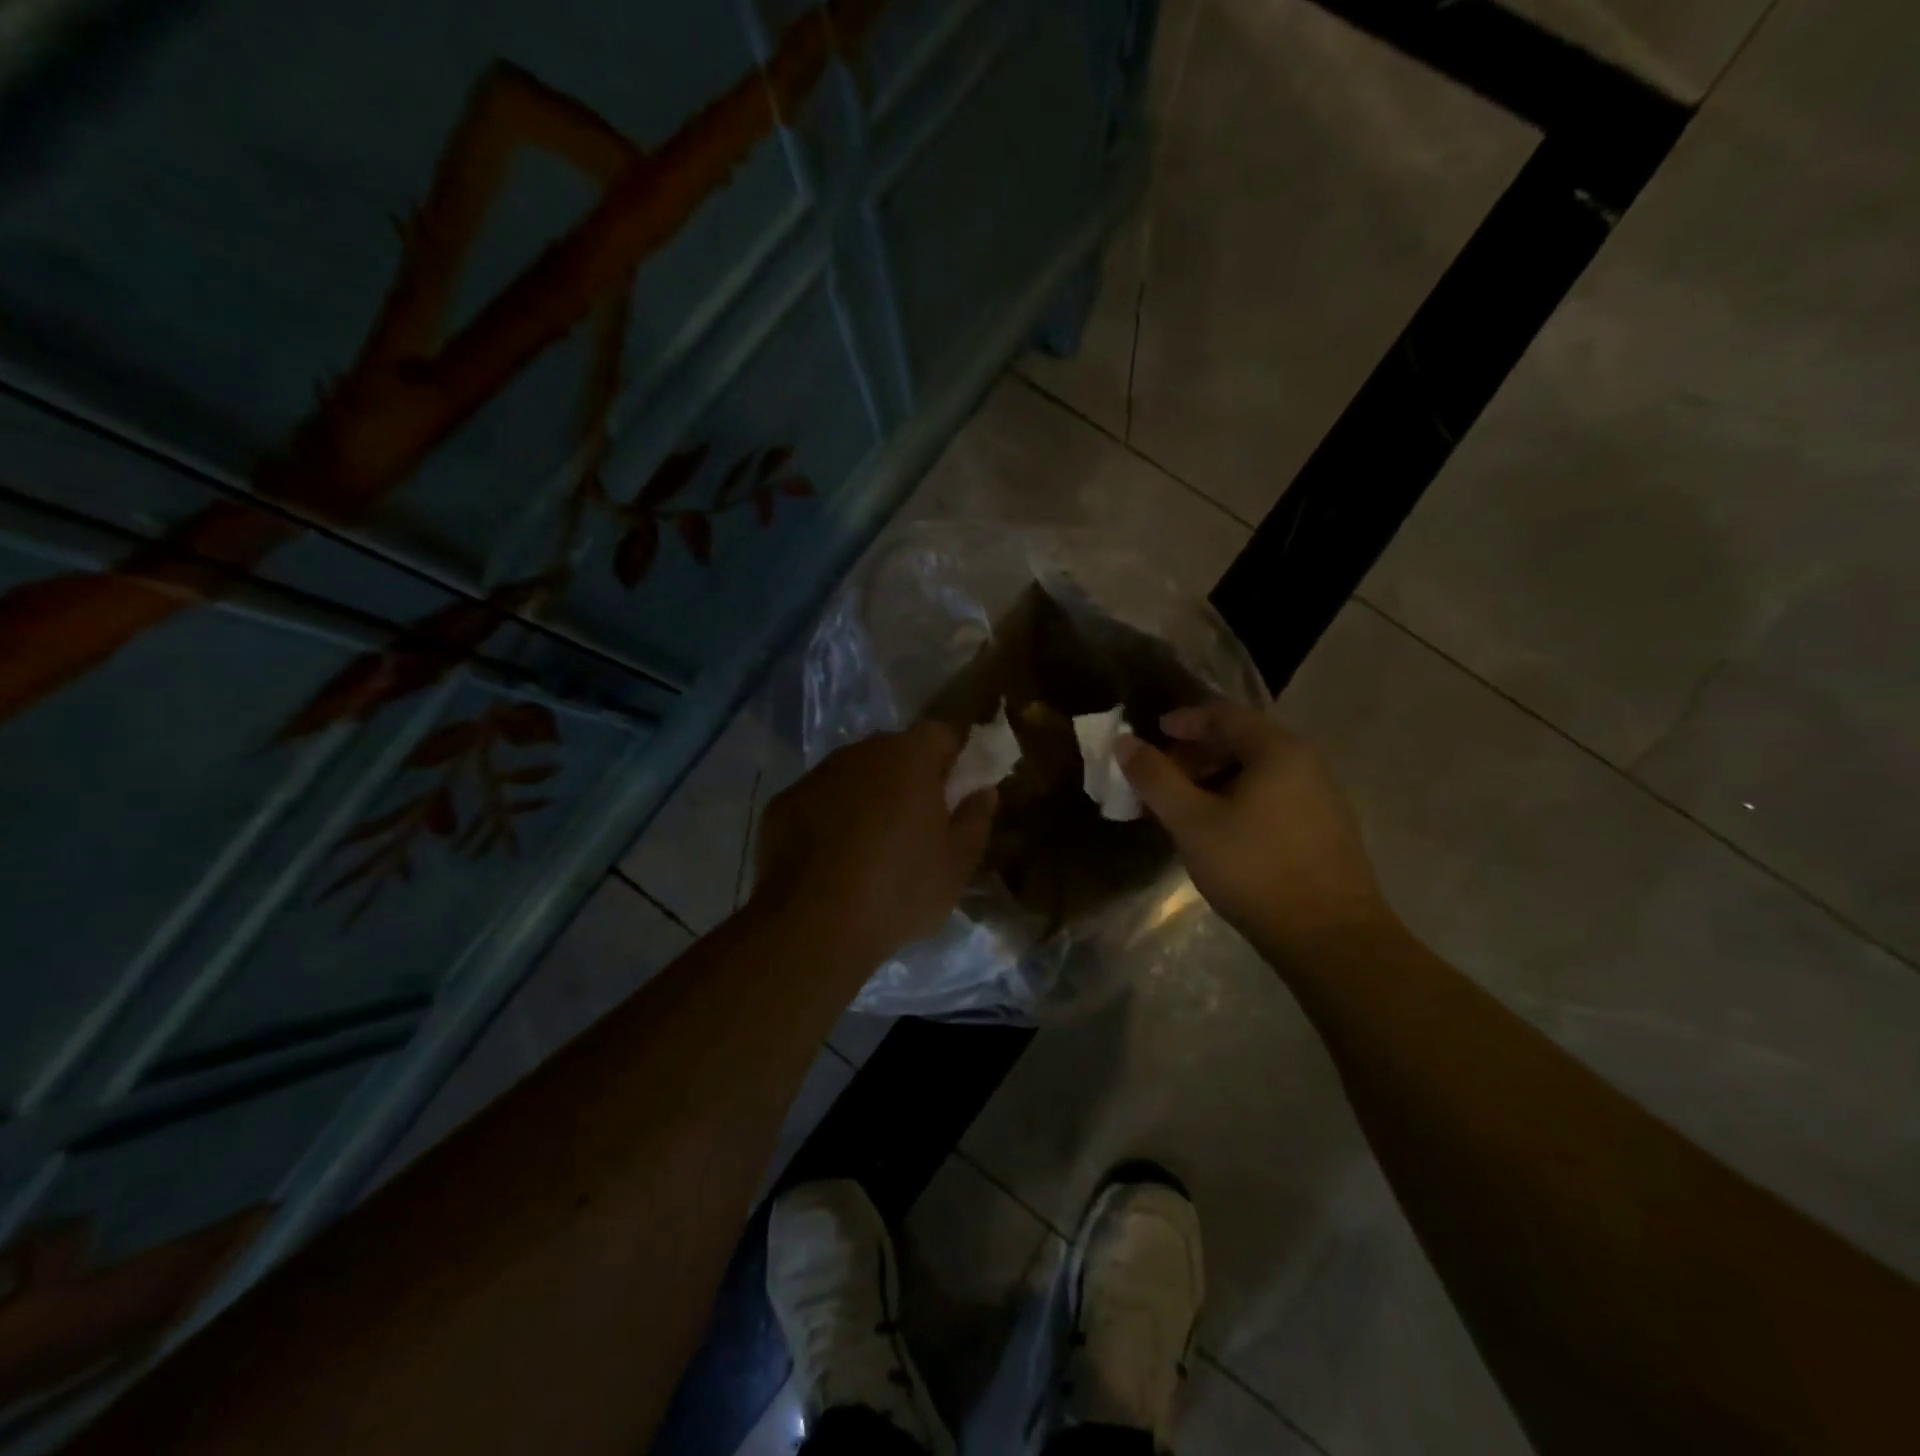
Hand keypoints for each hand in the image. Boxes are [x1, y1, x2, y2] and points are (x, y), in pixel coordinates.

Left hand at [753, 723, 995, 965]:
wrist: (813, 925)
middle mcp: (860, 753)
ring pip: (853, 775)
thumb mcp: (956, 864)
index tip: (953, 797)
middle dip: (908, 778)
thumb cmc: (900, 890)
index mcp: (908, 757)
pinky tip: (831, 861)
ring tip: (870, 850)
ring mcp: (816, 776)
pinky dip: (829, 819)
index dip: (951, 761)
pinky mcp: (782, 804)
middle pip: (894, 751)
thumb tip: (984, 792)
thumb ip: (975, 819)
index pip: (940, 734)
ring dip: (866, 797)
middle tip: (915, 827)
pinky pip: (819, 800)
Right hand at [1118, 702, 1390, 958]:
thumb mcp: (1193, 823)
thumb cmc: (1255, 870)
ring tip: (1185, 804)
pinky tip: (1221, 827)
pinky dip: (1240, 796)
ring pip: (1259, 769)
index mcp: (1278, 750)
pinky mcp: (1326, 826)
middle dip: (1197, 752)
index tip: (1153, 734)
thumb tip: (1124, 743)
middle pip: (1243, 739)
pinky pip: (1274, 793)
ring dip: (1217, 777)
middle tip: (1163, 774)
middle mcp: (1307, 761)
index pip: (1224, 715)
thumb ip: (1156, 778)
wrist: (1331, 938)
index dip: (1184, 721)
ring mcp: (1322, 795)